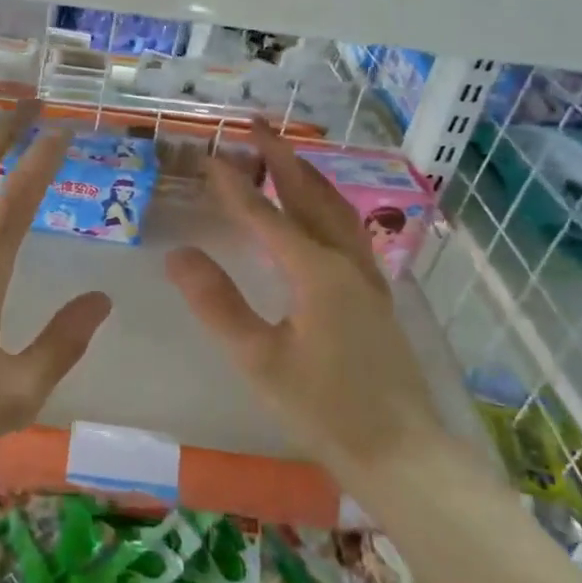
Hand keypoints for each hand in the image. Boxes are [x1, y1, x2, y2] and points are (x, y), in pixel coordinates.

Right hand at [164, 120, 445, 486]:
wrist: (403, 456)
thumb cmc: (325, 410)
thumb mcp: (259, 360)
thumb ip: (217, 304)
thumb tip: (178, 254)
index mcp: (316, 273)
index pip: (265, 215)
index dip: (233, 186)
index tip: (210, 155)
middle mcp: (345, 262)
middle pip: (309, 196)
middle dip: (280, 158)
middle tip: (256, 126)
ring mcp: (367, 278)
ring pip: (335, 209)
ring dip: (307, 176)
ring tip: (286, 155)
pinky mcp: (375, 296)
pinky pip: (348, 231)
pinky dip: (327, 205)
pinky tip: (321, 214)